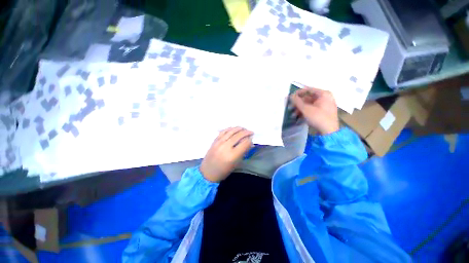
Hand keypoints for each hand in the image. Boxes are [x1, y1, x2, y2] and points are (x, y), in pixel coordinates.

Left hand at [200, 127, 252, 182]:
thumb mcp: (236, 164)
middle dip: (246, 132)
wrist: (208, 172)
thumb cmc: (223, 171)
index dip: (250, 140)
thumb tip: (250, 143)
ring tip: (244, 128)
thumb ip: (243, 152)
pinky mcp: (215, 140)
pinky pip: (223, 131)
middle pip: (238, 135)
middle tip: (251, 132)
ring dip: (239, 128)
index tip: (252, 139)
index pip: (244, 143)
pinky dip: (230, 129)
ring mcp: (219, 142)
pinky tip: (234, 128)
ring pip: (231, 131)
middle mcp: (225, 147)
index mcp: (232, 155)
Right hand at [290, 87, 338, 134]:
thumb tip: (291, 95)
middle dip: (298, 104)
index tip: (290, 97)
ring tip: (293, 115)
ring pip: (309, 104)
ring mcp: (325, 105)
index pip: (308, 90)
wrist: (329, 131)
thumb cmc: (318, 117)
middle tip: (290, 108)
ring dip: (300, 109)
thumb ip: (297, 101)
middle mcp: (325, 98)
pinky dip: (305, 112)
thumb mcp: (306, 109)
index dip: (298, 93)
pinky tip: (298, 117)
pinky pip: (312, 109)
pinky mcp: (323, 112)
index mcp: (324, 94)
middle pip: (308, 98)